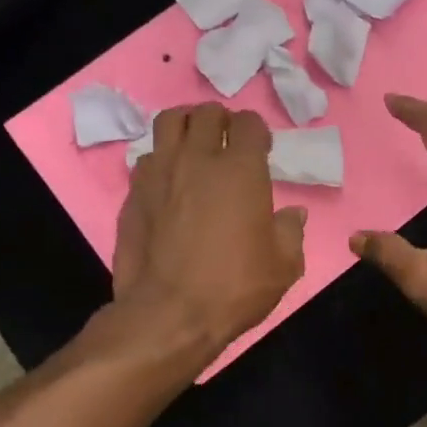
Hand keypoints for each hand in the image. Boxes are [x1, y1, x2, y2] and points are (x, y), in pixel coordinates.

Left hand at [113, 104, 306, 355]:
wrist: (169, 313)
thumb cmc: (235, 286)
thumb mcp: (284, 265)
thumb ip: (291, 231)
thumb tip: (293, 214)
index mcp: (241, 169)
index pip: (248, 123)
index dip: (257, 131)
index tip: (261, 150)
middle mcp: (198, 159)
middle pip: (206, 113)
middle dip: (221, 120)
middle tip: (227, 142)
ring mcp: (160, 173)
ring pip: (168, 122)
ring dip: (186, 126)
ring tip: (194, 145)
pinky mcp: (133, 193)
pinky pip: (147, 158)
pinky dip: (162, 159)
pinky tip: (169, 180)